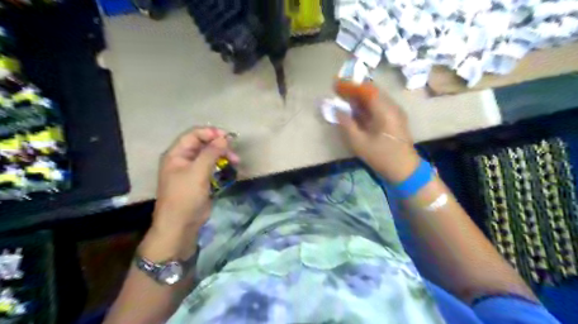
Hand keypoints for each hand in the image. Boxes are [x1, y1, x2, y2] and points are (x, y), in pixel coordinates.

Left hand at [152, 126, 237, 232]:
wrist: (181, 224)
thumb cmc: (185, 196)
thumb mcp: (198, 172)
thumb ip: (211, 152)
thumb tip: (225, 138)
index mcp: (176, 154)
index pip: (194, 135)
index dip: (210, 133)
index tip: (227, 137)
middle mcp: (183, 159)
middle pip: (203, 144)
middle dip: (219, 146)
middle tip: (234, 153)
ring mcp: (192, 170)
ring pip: (209, 156)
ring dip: (223, 156)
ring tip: (236, 161)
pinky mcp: (200, 180)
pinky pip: (212, 167)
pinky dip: (222, 166)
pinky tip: (231, 169)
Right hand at [335, 80, 420, 181]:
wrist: (405, 169)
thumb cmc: (381, 156)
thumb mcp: (359, 142)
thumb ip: (346, 124)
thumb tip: (337, 110)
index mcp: (385, 111)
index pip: (366, 90)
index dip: (350, 86)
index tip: (336, 85)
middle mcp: (392, 107)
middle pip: (372, 91)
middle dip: (354, 90)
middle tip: (338, 91)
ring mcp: (395, 112)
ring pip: (375, 98)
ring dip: (360, 97)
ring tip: (344, 99)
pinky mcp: (395, 119)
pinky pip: (379, 106)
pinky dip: (366, 105)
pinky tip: (356, 110)